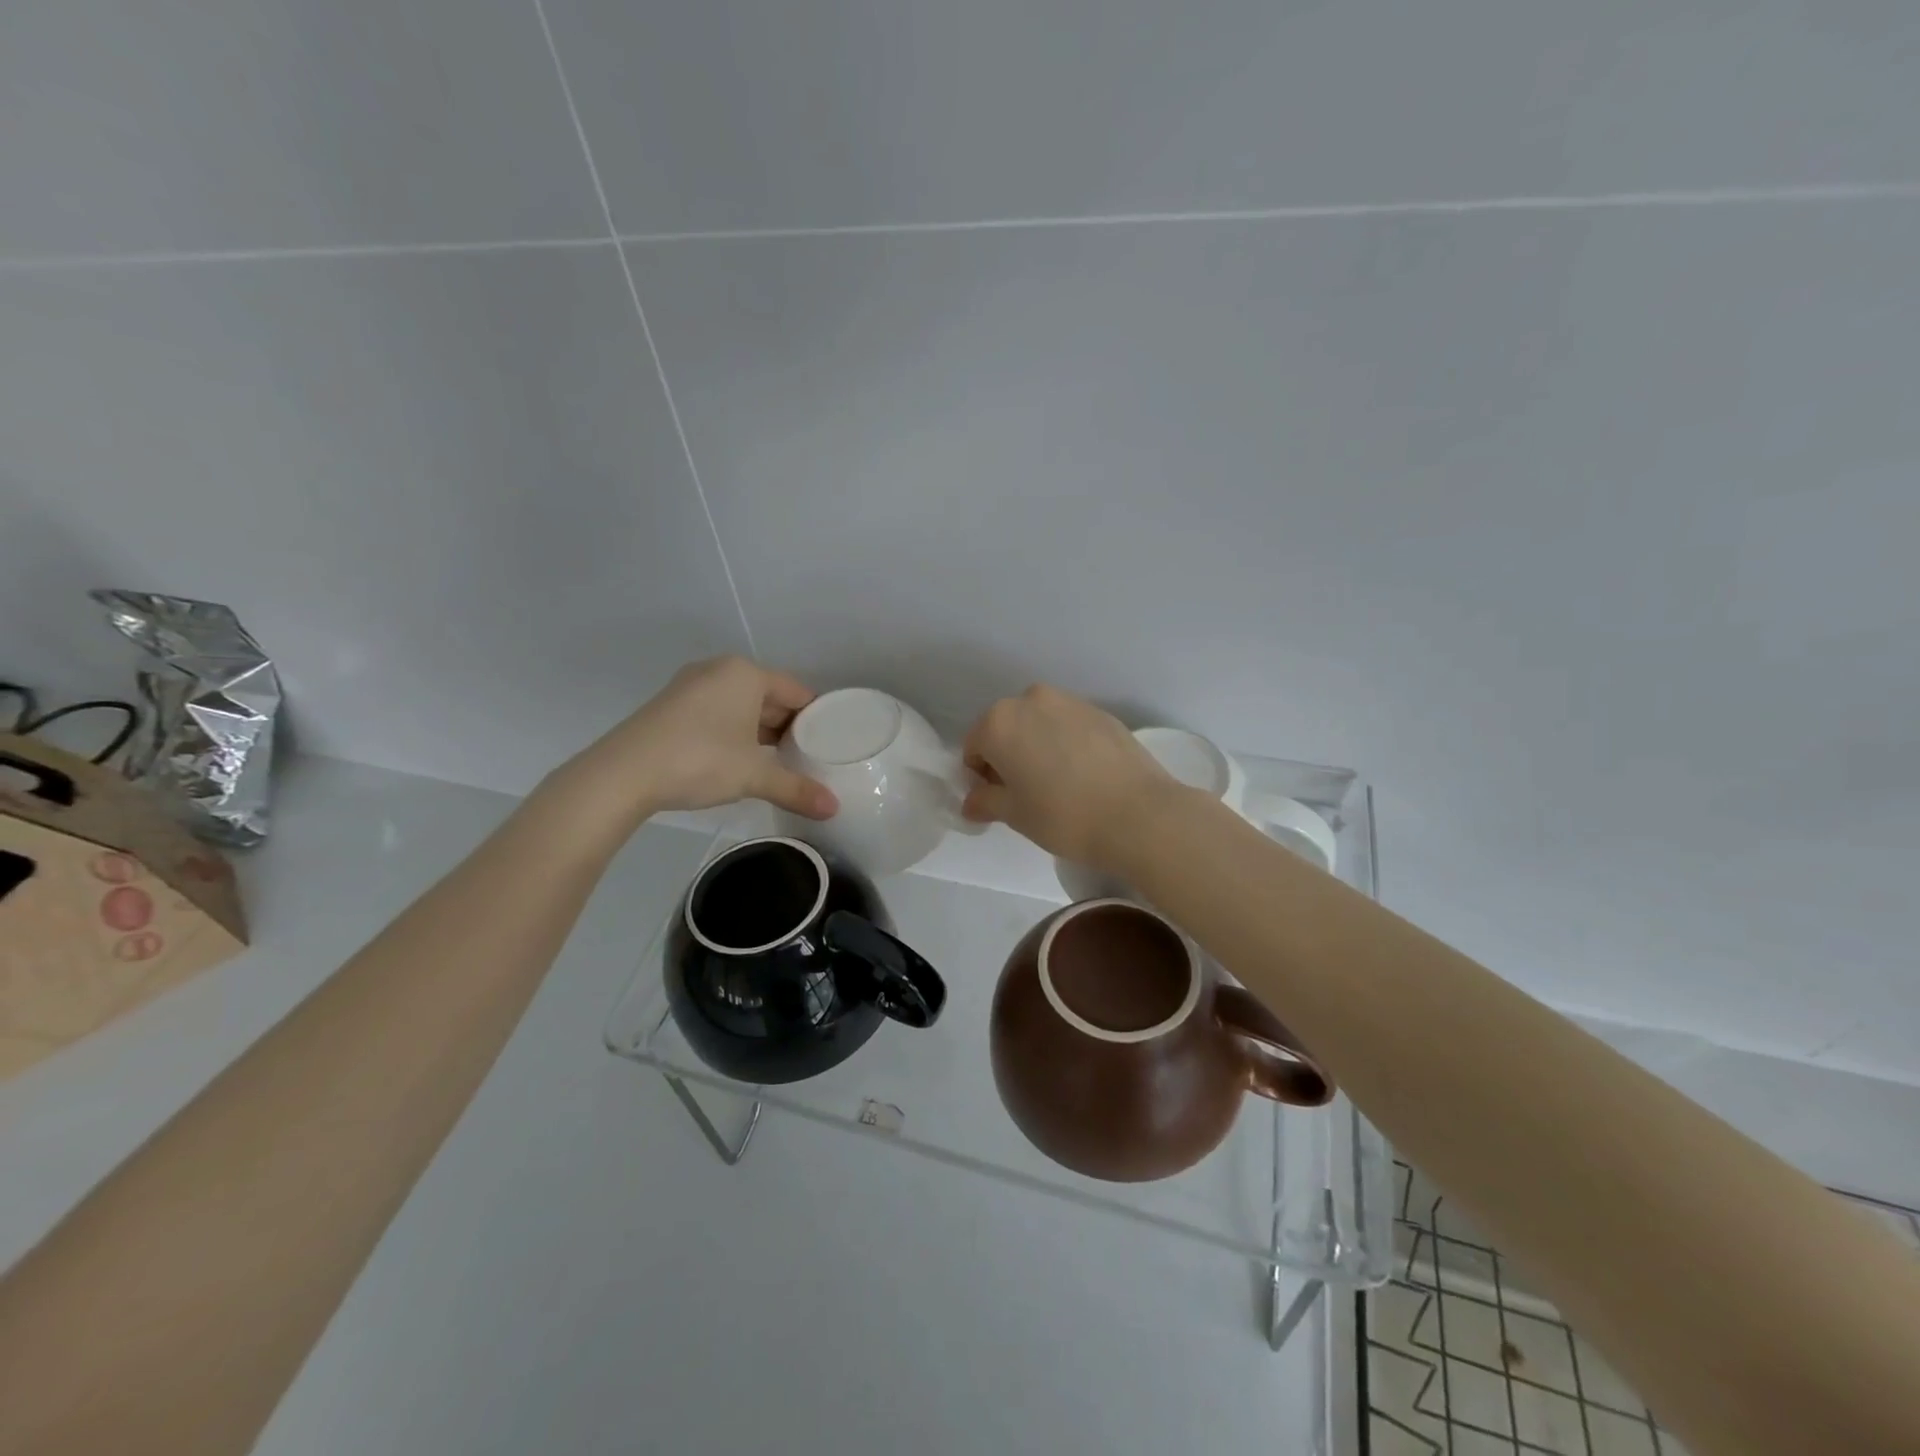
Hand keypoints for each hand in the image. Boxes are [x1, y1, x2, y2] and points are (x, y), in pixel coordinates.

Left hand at [562, 656, 837, 821]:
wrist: (621, 775)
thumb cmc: (699, 760)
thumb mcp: (754, 776)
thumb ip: (796, 789)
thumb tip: (834, 809)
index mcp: (745, 674)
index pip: (797, 691)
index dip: (817, 718)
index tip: (831, 744)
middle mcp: (719, 671)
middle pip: (769, 697)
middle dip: (788, 726)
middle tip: (810, 757)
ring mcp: (690, 687)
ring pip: (741, 707)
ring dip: (760, 732)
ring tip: (781, 762)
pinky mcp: (671, 708)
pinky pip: (717, 714)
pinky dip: (734, 734)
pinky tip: (741, 761)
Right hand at [960, 684, 1176, 868]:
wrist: (1138, 815)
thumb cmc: (1063, 816)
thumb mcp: (1014, 815)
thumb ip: (985, 801)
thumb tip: (972, 801)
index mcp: (999, 722)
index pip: (974, 747)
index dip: (979, 776)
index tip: (996, 800)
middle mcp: (1031, 700)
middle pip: (1006, 728)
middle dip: (1008, 756)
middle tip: (1025, 793)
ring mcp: (1070, 702)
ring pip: (1039, 724)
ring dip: (1038, 746)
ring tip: (1057, 783)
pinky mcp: (1102, 712)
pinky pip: (1069, 726)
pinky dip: (1066, 744)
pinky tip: (1083, 775)